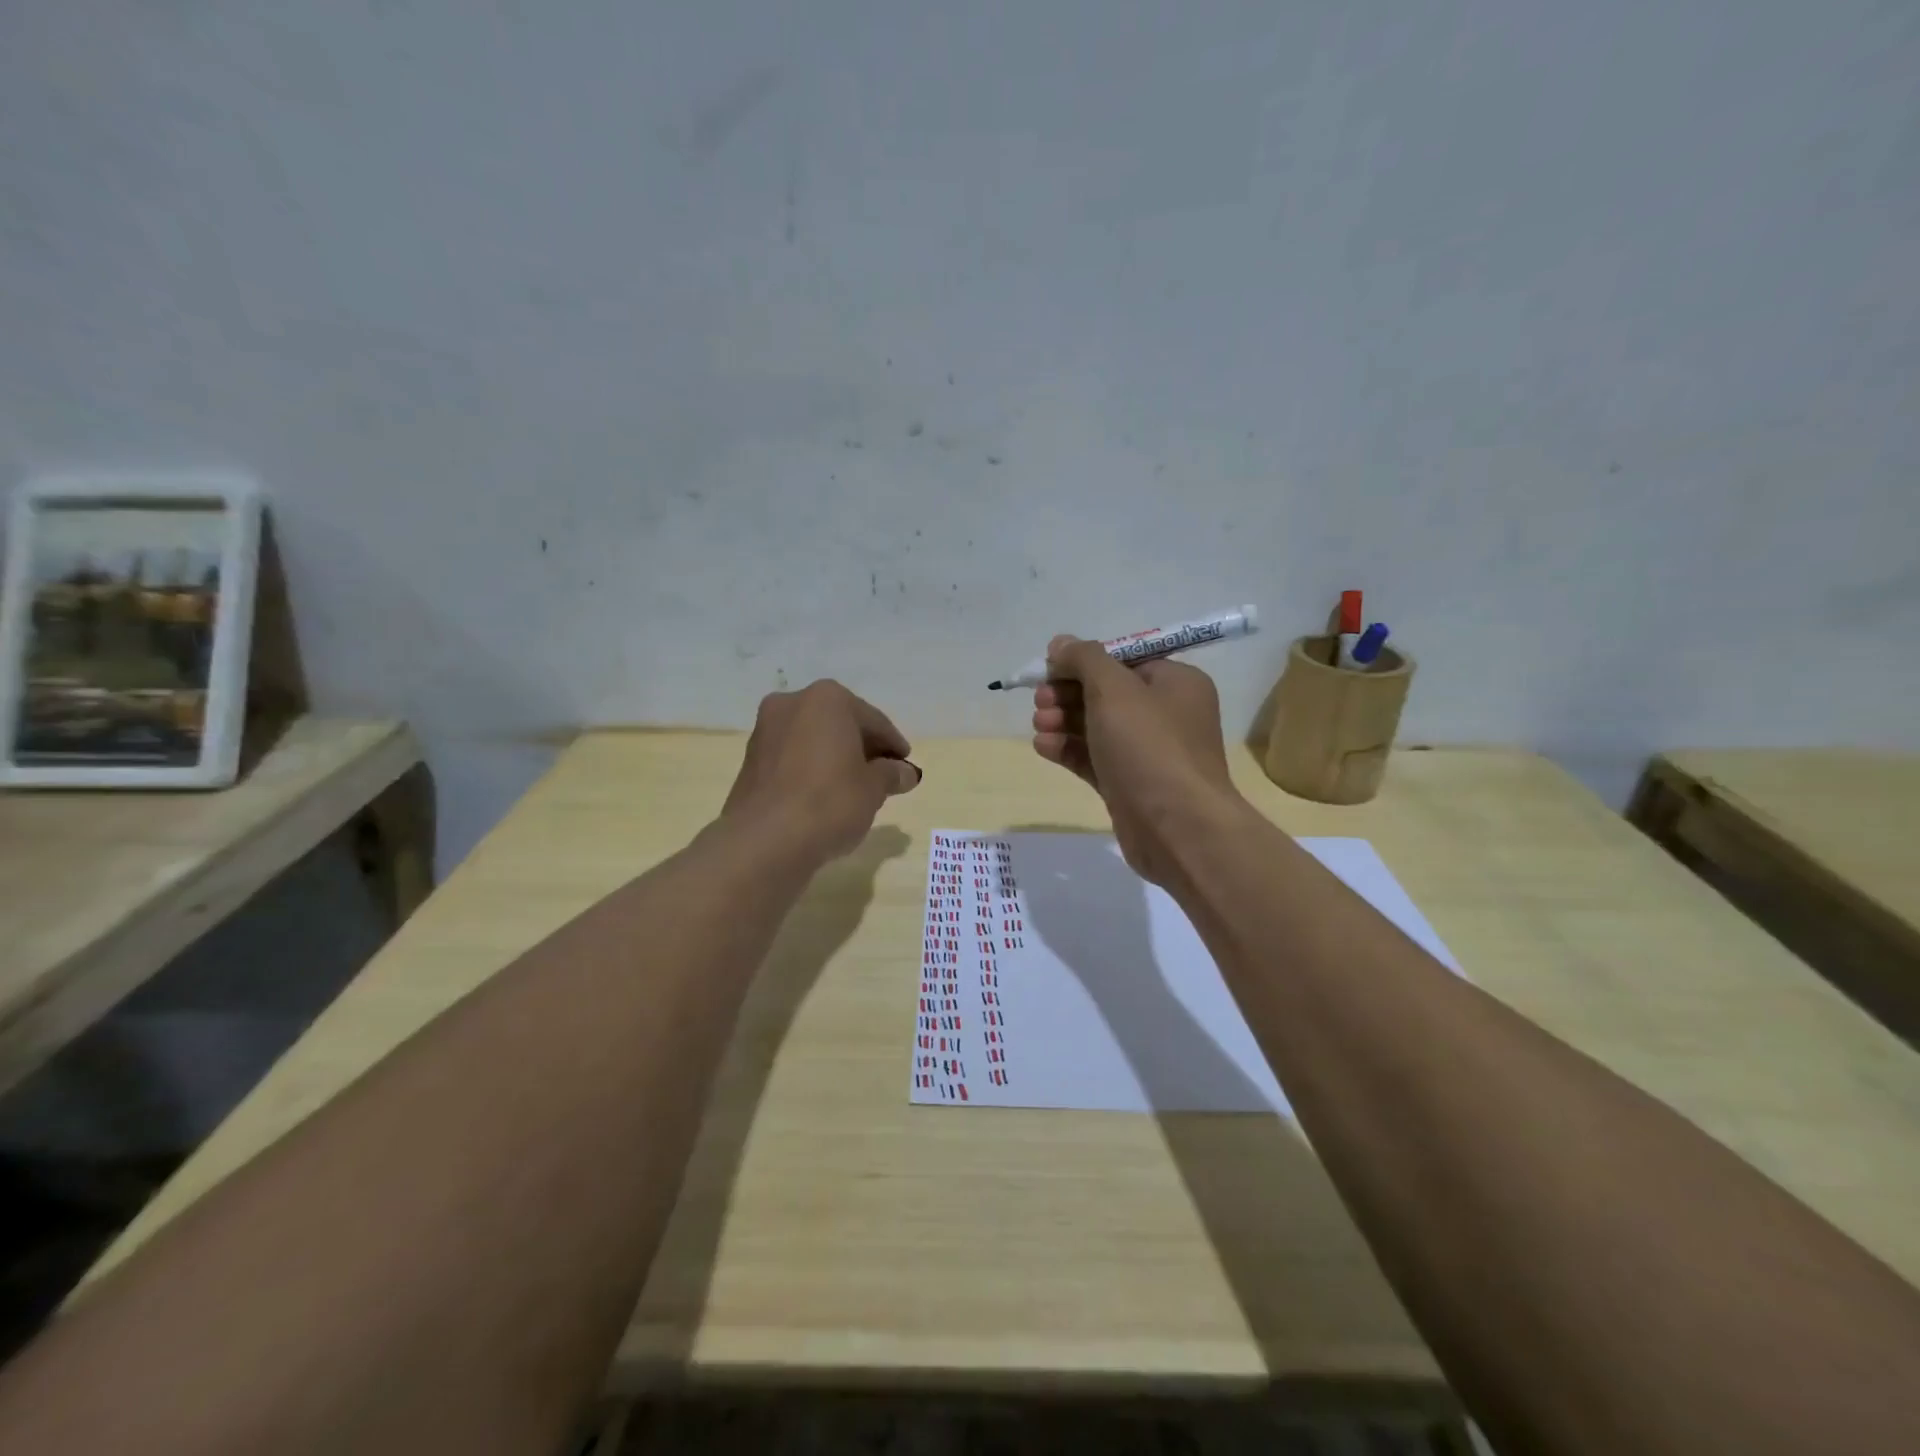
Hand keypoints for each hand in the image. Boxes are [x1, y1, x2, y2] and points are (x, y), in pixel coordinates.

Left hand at [723, 680, 921, 861]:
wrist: (765, 840)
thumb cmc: (830, 802)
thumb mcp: (873, 788)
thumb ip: (891, 774)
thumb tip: (905, 772)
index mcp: (827, 699)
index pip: (873, 720)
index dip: (893, 745)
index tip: (906, 765)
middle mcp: (792, 704)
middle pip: (840, 725)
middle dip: (863, 748)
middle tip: (884, 776)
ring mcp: (766, 730)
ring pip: (814, 740)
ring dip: (836, 758)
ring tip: (856, 789)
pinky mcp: (751, 761)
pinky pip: (793, 759)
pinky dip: (812, 770)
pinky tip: (825, 796)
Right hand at [1031, 636, 1243, 884]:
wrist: (1176, 828)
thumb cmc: (1149, 747)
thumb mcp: (1114, 689)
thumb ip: (1084, 659)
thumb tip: (1061, 642)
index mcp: (1175, 682)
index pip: (1124, 660)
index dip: (1083, 662)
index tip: (1049, 669)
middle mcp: (1166, 714)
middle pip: (1106, 693)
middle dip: (1068, 694)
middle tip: (1040, 701)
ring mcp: (1148, 753)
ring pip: (1097, 727)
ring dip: (1063, 721)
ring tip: (1039, 725)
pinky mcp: (1129, 785)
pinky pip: (1095, 758)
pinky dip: (1069, 750)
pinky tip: (1043, 747)